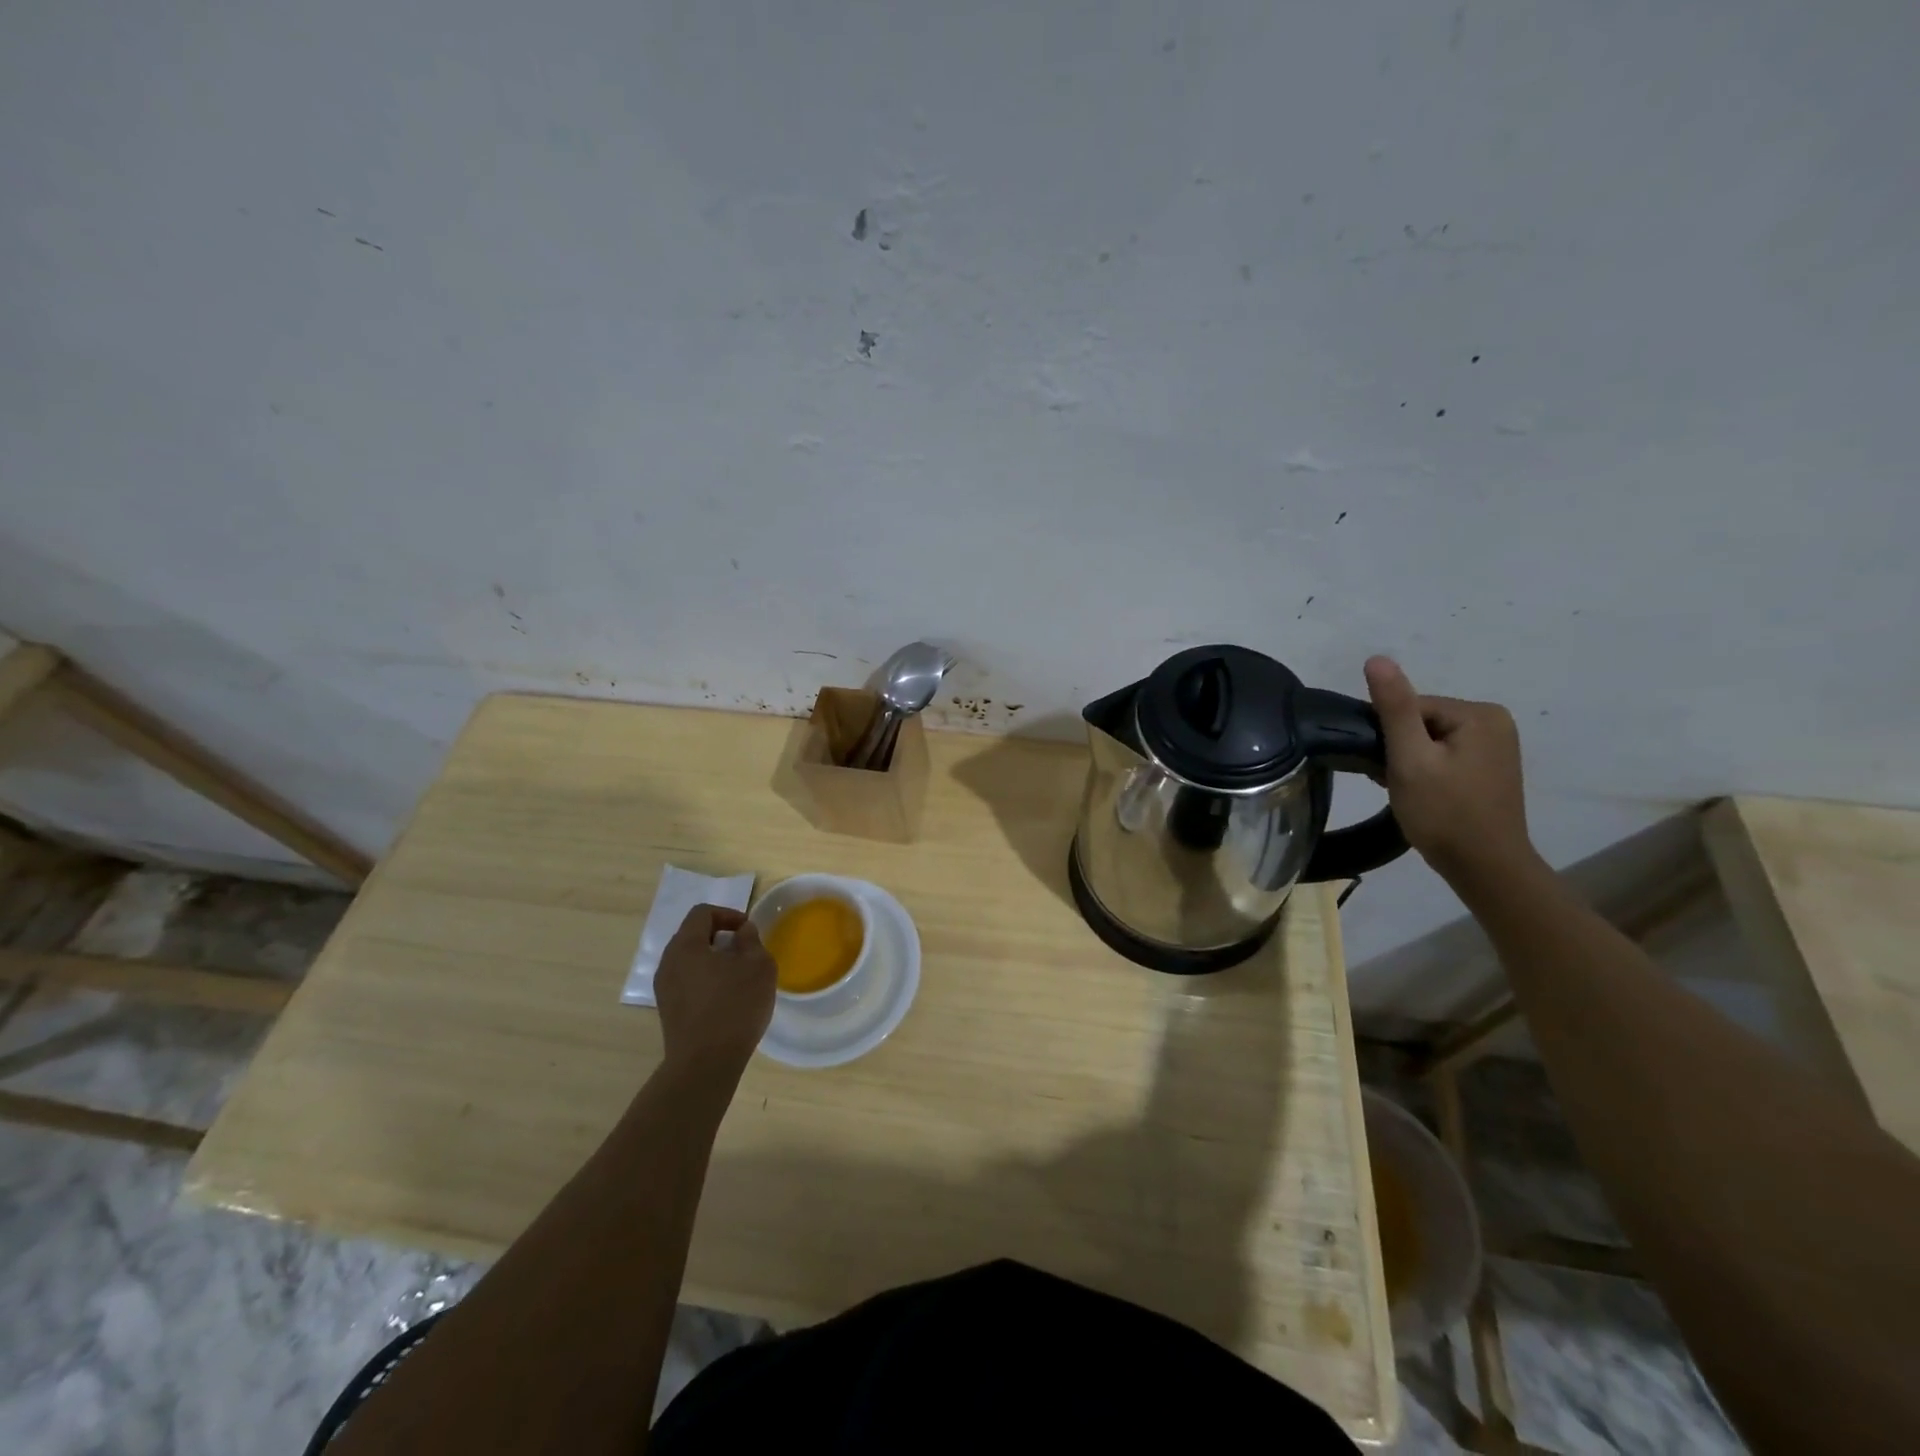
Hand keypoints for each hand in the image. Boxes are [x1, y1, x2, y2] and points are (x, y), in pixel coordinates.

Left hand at [654, 905, 776, 1077]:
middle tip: (745, 952)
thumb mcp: (758, 966)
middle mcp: (668, 962)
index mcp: (686, 945)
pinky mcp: (668, 1011)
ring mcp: (664, 989)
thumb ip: (751, 941)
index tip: (748, 931)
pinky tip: (726, 999)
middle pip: (693, 935)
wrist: (705, 1064)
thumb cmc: (735, 1006)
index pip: (702, 913)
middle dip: (720, 937)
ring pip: (690, 961)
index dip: (728, 914)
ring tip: (738, 977)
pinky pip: (687, 982)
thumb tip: (742, 931)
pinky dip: (706, 980)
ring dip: (713, 960)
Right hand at [1363, 656, 1538, 885]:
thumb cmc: (1444, 812)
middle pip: (1421, 722)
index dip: (1388, 736)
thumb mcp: (1410, 759)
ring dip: (1409, 762)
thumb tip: (1377, 659)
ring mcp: (1496, 746)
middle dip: (1399, 749)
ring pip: (1429, 740)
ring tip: (1407, 791)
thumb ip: (1394, 708)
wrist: (1485, 867)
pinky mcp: (1490, 768)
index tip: (1384, 767)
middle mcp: (1494, 721)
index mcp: (1479, 713)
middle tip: (1392, 782)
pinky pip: (1445, 755)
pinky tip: (1422, 794)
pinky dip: (1426, 771)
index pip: (1410, 708)